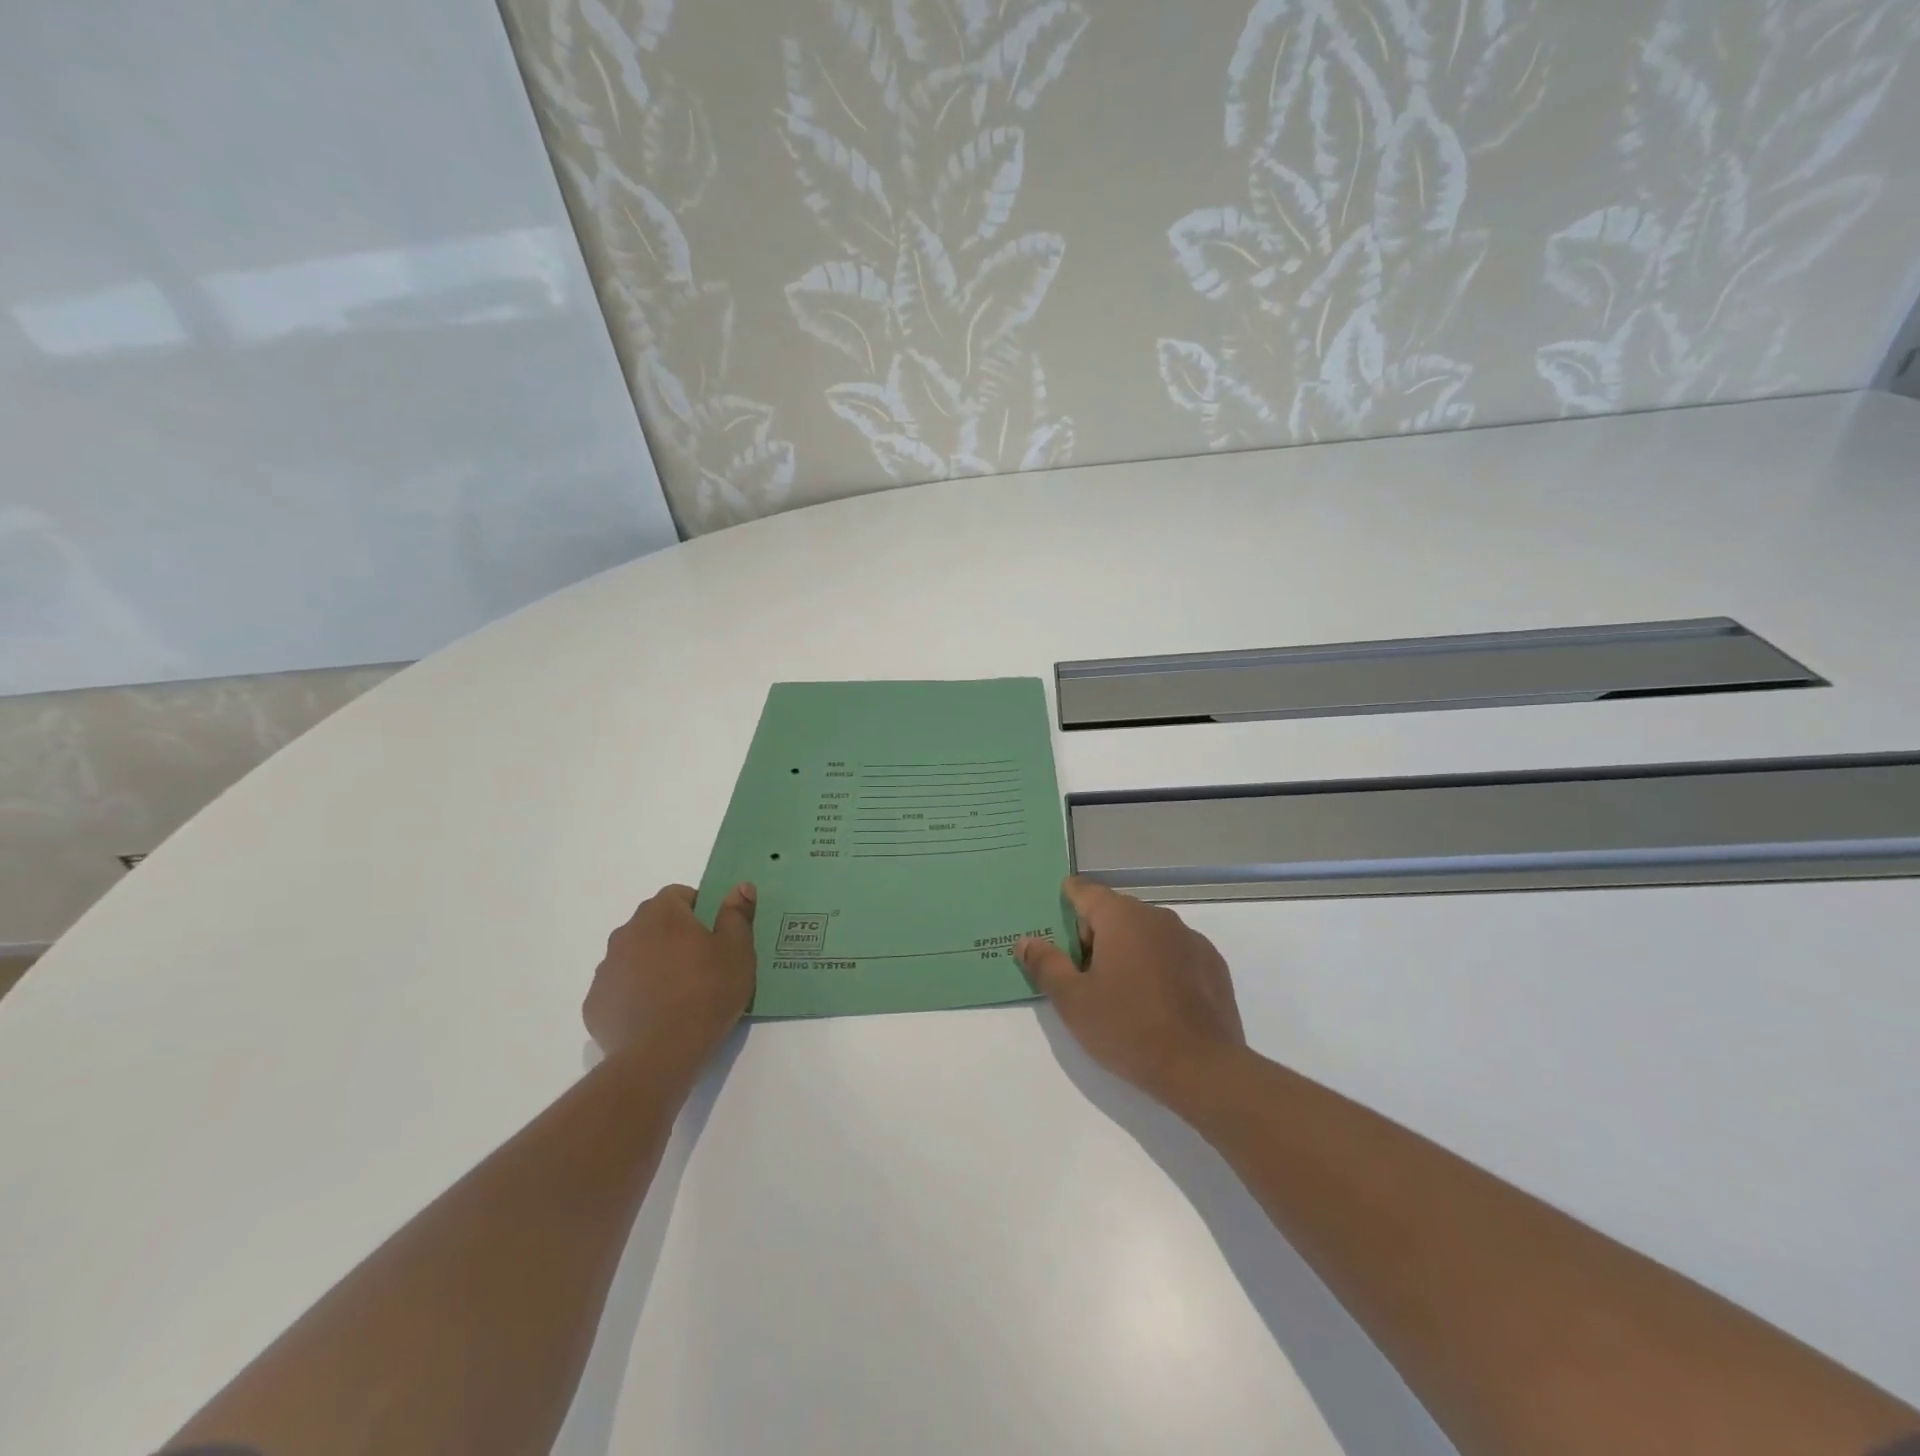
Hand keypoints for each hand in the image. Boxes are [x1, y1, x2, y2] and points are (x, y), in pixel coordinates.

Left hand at [584, 883, 756, 1074]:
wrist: (659, 1055)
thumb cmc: (706, 993)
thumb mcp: (738, 951)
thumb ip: (737, 914)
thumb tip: (740, 887)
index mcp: (661, 914)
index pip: (679, 895)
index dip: (699, 910)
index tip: (715, 936)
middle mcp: (626, 933)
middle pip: (654, 924)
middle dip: (674, 937)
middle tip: (700, 964)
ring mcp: (606, 969)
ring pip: (634, 955)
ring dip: (652, 964)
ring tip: (678, 994)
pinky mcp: (595, 1003)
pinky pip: (619, 988)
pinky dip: (634, 995)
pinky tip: (654, 1016)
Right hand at [1016, 877, 1244, 1101]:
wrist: (1202, 1068)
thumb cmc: (1127, 1028)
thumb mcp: (1073, 1001)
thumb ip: (1046, 965)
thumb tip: (1026, 941)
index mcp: (1120, 917)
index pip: (1085, 891)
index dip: (1067, 903)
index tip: (1057, 926)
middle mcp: (1156, 916)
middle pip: (1115, 912)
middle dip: (1096, 935)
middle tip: (1083, 976)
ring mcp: (1190, 938)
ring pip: (1147, 933)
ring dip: (1129, 950)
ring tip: (1121, 993)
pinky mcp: (1212, 964)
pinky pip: (1174, 953)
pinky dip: (1160, 966)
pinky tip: (1157, 1003)